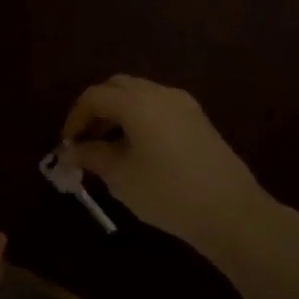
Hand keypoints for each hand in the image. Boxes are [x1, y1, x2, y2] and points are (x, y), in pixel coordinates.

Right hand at [60, 76, 275, 257]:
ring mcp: (183, 104)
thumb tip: (69, 151)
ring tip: (109, 148)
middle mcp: (160, 93)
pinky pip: (158, 107)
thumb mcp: (120, 176)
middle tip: (86, 140)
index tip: (67, 145)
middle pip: (117, 87)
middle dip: (96, 109)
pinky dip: (139, 118)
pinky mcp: (197, 119)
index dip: (75, 118)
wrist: (231, 211)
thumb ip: (91, 156)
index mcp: (137, 102)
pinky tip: (137, 149)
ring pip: (139, 95)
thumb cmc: (167, 192)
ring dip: (118, 113)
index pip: (94, 96)